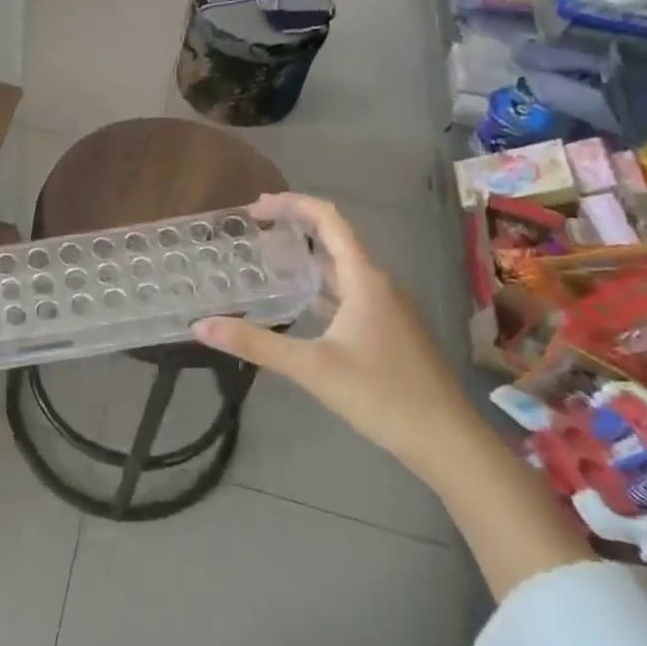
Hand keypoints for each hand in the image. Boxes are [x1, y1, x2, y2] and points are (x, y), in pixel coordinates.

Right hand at [192, 194, 478, 477]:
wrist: (447, 440)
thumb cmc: (382, 394)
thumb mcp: (311, 367)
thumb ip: (255, 343)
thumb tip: (199, 326)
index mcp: (365, 280)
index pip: (329, 221)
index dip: (293, 205)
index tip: (256, 207)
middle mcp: (378, 285)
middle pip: (335, 241)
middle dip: (295, 229)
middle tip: (252, 230)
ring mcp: (388, 310)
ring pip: (341, 270)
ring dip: (306, 259)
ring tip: (267, 261)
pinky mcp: (389, 332)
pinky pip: (348, 294)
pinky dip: (319, 288)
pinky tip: (297, 304)